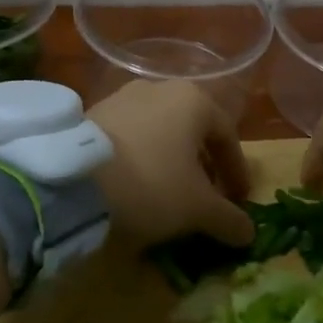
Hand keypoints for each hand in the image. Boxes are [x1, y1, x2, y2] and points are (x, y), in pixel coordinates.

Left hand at [89, 80, 254, 248]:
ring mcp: (123, 97)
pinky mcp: (93, 113)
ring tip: (170, 193)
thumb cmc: (152, 185)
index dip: (237, 171)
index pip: (228, 136)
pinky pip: (131, 136)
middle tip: (207, 196)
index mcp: (194, 100)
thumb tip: (249, 233)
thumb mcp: (198, 208)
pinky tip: (136, 184)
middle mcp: (160, 88)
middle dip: (204, 165)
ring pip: (161, 131)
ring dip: (172, 161)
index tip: (240, 200)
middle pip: (193, 130)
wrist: (73, 182)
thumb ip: (229, 219)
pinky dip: (142, 158)